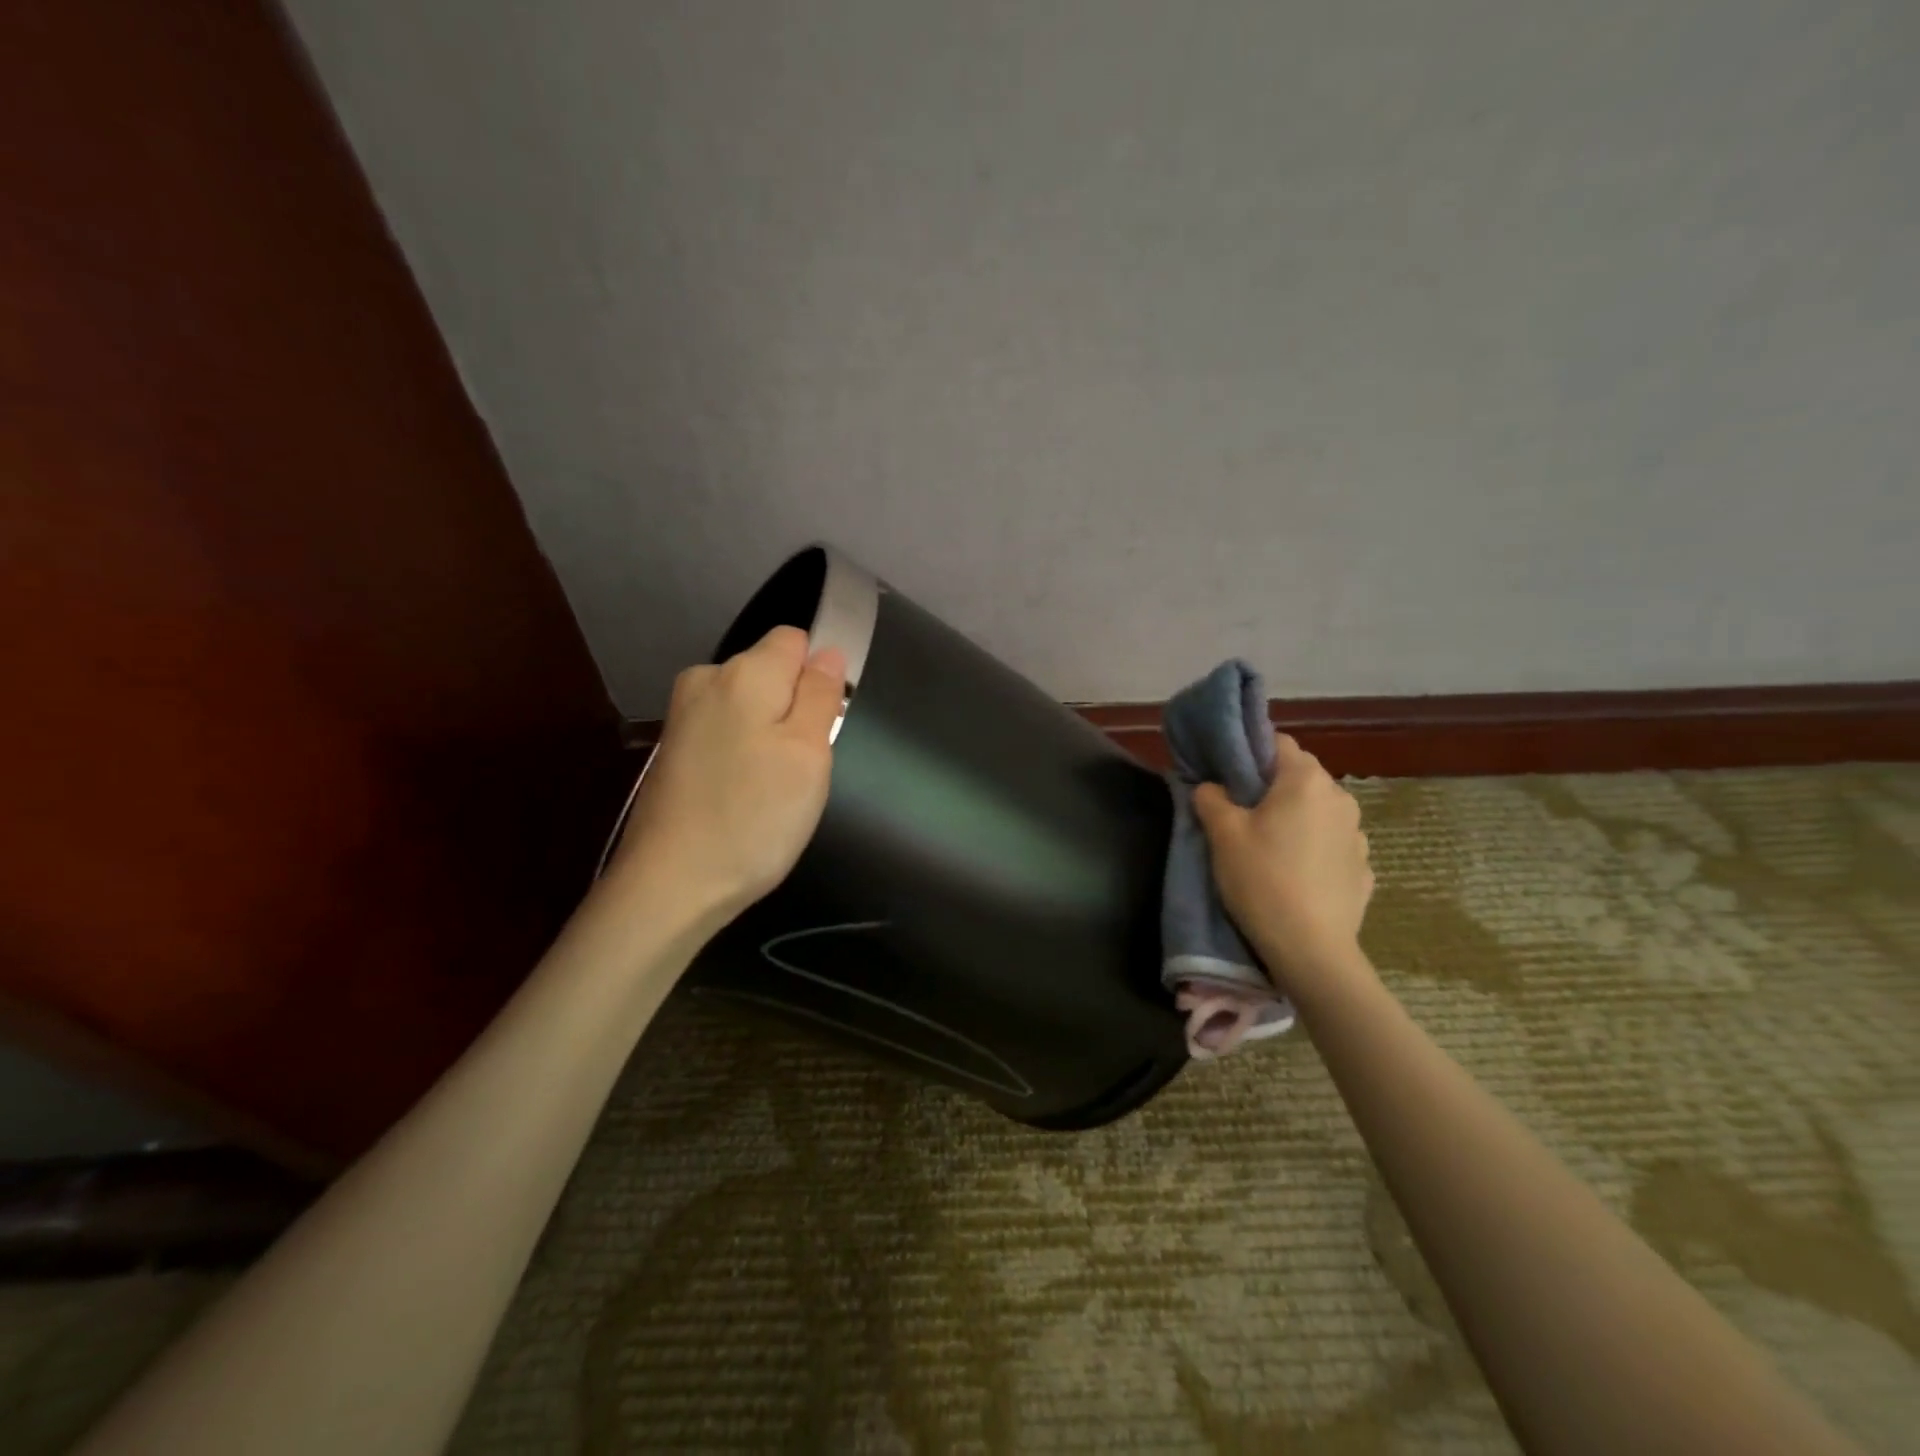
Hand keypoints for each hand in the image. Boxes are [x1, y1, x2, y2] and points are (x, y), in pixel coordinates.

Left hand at [610, 626, 846, 925]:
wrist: (670, 884)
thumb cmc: (754, 816)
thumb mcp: (808, 754)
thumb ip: (820, 694)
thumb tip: (827, 652)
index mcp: (743, 672)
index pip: (795, 640)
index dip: (818, 675)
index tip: (822, 724)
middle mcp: (705, 680)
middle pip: (770, 672)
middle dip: (794, 707)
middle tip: (801, 765)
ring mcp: (683, 716)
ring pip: (750, 706)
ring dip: (769, 735)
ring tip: (772, 786)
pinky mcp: (673, 749)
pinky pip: (726, 733)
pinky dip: (742, 755)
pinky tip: (743, 796)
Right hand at [1193, 733, 1372, 980]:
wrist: (1311, 950)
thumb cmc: (1262, 880)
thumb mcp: (1222, 835)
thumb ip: (1211, 798)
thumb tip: (1211, 787)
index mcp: (1305, 780)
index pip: (1278, 743)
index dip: (1249, 754)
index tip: (1228, 777)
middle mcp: (1340, 798)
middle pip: (1300, 776)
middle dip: (1271, 788)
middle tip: (1241, 814)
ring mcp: (1358, 835)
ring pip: (1318, 811)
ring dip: (1296, 818)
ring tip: (1270, 848)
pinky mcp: (1364, 868)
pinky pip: (1332, 845)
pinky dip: (1314, 850)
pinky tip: (1296, 876)